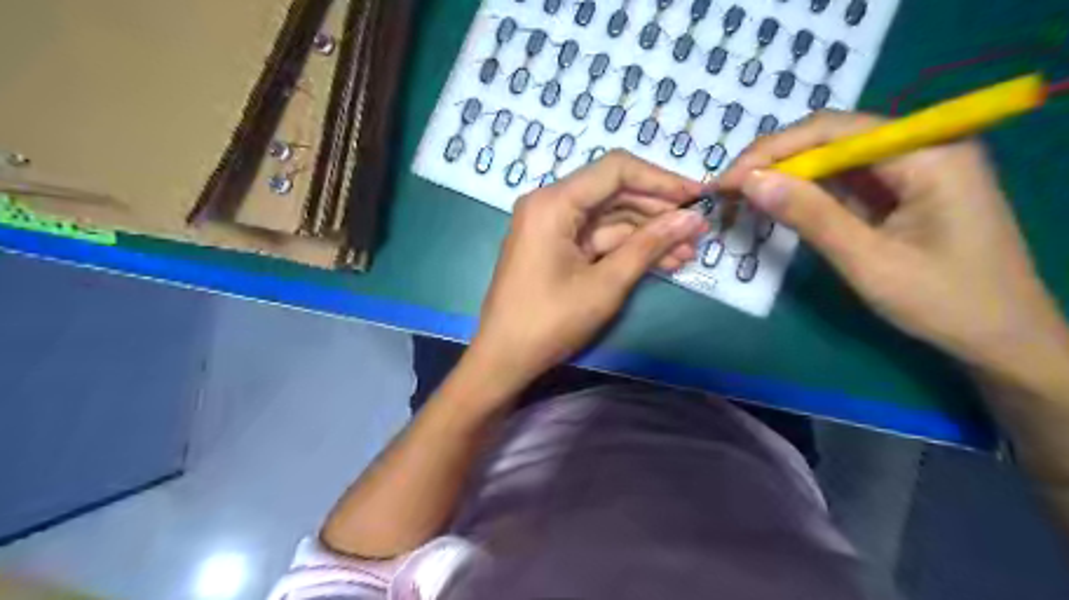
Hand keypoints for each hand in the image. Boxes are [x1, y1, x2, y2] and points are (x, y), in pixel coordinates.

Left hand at [469, 149, 707, 392]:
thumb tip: (693, 218)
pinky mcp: (557, 247)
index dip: (661, 180)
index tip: (698, 196)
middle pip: (614, 192)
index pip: (616, 170)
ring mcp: (553, 226)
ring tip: (689, 251)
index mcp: (553, 202)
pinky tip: (663, 260)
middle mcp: (551, 204)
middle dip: (658, 211)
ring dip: (648, 233)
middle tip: (699, 228)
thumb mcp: (605, 284)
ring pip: (610, 218)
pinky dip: (628, 248)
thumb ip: (650, 246)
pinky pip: (598, 238)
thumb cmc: (550, 322)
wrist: (505, 358)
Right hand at [713, 113, 1064, 384]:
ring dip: (786, 176)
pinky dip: (807, 192)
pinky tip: (779, 203)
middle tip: (728, 189)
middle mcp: (922, 147)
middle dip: (775, 161)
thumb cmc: (944, 303)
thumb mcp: (869, 262)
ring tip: (742, 196)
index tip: (727, 180)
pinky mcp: (902, 190)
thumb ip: (810, 216)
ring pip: (834, 158)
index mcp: (927, 153)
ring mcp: (913, 168)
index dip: (772, 151)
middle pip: (831, 138)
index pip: (833, 130)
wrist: (1002, 339)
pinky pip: (845, 181)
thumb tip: (750, 181)